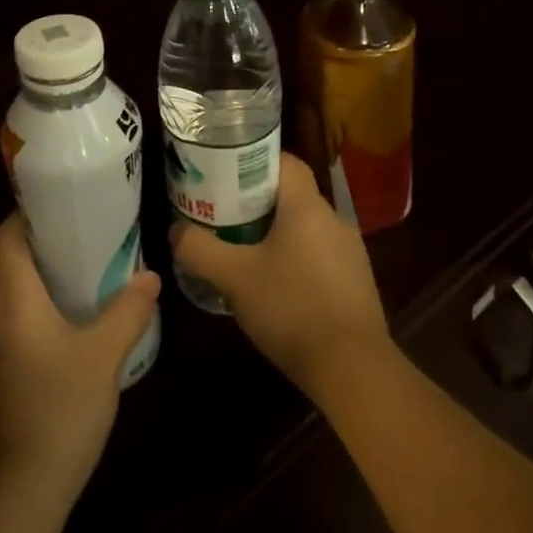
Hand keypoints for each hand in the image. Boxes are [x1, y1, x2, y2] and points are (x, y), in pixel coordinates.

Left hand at [0, 213, 160, 507]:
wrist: (16, 493)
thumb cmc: (61, 408)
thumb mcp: (105, 356)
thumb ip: (128, 311)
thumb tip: (150, 277)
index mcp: (11, 298)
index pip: (2, 238)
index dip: (21, 220)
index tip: (53, 216)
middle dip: (29, 255)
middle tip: (71, 254)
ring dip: (24, 295)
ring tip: (66, 298)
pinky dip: (18, 329)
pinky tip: (50, 352)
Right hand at [171, 153, 391, 397]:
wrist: (353, 370)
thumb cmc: (291, 308)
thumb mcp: (233, 277)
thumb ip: (199, 249)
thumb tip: (175, 232)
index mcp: (307, 206)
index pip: (284, 161)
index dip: (253, 161)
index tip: (224, 174)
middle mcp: (334, 220)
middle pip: (291, 195)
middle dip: (255, 202)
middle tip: (221, 214)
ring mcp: (350, 253)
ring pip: (304, 228)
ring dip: (275, 234)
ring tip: (241, 251)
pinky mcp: (356, 284)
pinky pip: (318, 256)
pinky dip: (294, 260)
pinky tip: (273, 287)